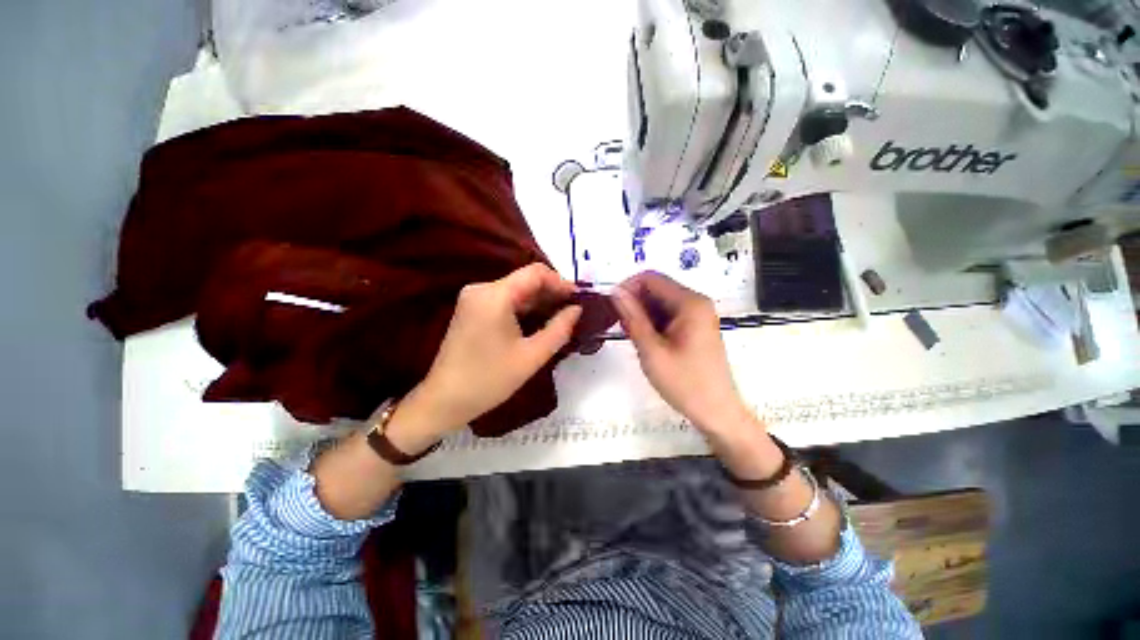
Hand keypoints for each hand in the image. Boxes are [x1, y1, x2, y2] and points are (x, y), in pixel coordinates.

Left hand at [387, 264, 581, 450]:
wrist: (444, 400)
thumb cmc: (489, 380)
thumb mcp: (532, 356)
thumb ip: (559, 329)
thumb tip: (577, 309)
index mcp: (494, 295)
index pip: (535, 273)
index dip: (561, 282)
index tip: (579, 299)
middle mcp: (481, 289)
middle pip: (525, 280)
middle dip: (551, 293)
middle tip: (574, 310)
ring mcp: (474, 298)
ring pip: (516, 290)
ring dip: (539, 301)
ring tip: (562, 317)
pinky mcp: (472, 309)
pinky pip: (505, 300)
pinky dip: (525, 308)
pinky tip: (540, 320)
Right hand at [612, 271, 754, 437]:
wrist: (716, 411)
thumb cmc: (684, 382)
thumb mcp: (652, 350)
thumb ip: (632, 318)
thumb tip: (615, 292)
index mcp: (690, 303)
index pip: (650, 278)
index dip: (627, 287)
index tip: (610, 306)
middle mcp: (696, 302)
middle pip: (656, 288)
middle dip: (634, 302)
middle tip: (619, 325)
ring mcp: (697, 314)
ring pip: (660, 302)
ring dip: (641, 314)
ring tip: (631, 335)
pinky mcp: (695, 326)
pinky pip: (668, 314)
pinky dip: (652, 322)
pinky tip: (644, 340)